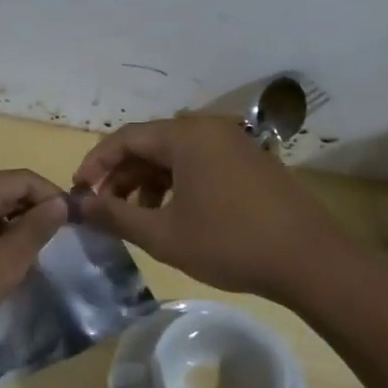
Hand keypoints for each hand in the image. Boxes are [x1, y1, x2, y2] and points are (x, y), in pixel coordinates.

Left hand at [0, 170, 68, 365]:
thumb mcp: (0, 265)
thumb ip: (34, 232)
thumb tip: (59, 204)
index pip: (25, 179)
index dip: (54, 199)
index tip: (77, 227)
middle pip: (4, 192)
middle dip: (33, 216)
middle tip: (56, 249)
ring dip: (10, 232)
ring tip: (28, 263)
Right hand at [73, 116, 344, 303]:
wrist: (309, 259)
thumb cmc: (229, 243)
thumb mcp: (163, 234)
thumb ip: (116, 216)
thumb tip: (79, 205)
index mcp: (186, 136)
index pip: (125, 138)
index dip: (95, 163)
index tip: (79, 193)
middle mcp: (209, 128)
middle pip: (150, 144)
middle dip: (122, 175)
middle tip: (104, 208)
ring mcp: (234, 143)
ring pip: (176, 155)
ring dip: (149, 182)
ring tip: (137, 218)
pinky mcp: (250, 161)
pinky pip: (200, 163)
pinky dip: (177, 184)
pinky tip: (173, 215)